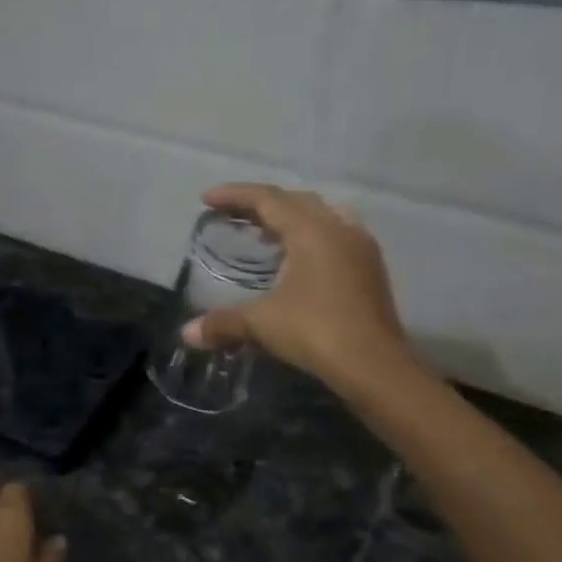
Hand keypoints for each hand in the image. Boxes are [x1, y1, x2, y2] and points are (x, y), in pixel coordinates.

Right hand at [184, 182, 422, 398]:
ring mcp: (360, 247)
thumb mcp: (261, 324)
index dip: (235, 196)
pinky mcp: (370, 269)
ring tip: (266, 233)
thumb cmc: (316, 332)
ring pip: (321, 215)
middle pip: (296, 201)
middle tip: (233, 215)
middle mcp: (339, 229)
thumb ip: (222, 322)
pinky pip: (336, 235)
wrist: (374, 365)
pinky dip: (311, 236)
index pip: (268, 199)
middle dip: (261, 204)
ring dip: (290, 217)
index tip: (207, 199)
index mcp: (312, 231)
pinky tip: (298, 259)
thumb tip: (187, 333)